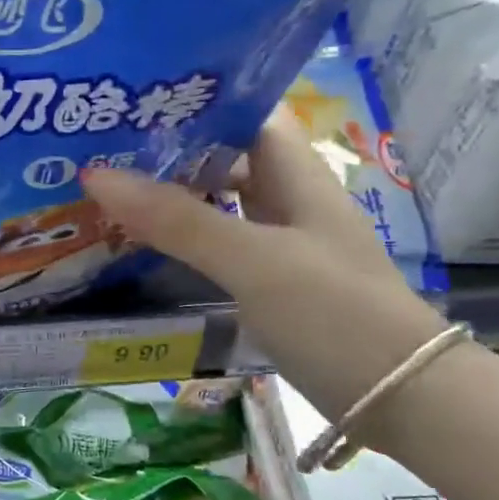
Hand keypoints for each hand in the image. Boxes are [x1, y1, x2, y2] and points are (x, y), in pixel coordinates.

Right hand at [80, 109, 443, 421]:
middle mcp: (290, 201)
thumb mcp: (253, 260)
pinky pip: (220, 247)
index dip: (198, 100)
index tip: (135, 101)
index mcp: (296, 176)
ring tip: (109, 192)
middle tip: (103, 148)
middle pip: (227, 158)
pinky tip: (146, 247)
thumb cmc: (333, 313)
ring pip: (221, 204)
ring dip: (173, 197)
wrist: (401, 399)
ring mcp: (283, 245)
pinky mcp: (274, 285)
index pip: (247, 114)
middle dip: (170, 151)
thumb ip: (178, 220)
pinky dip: (185, 240)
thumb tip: (97, 175)